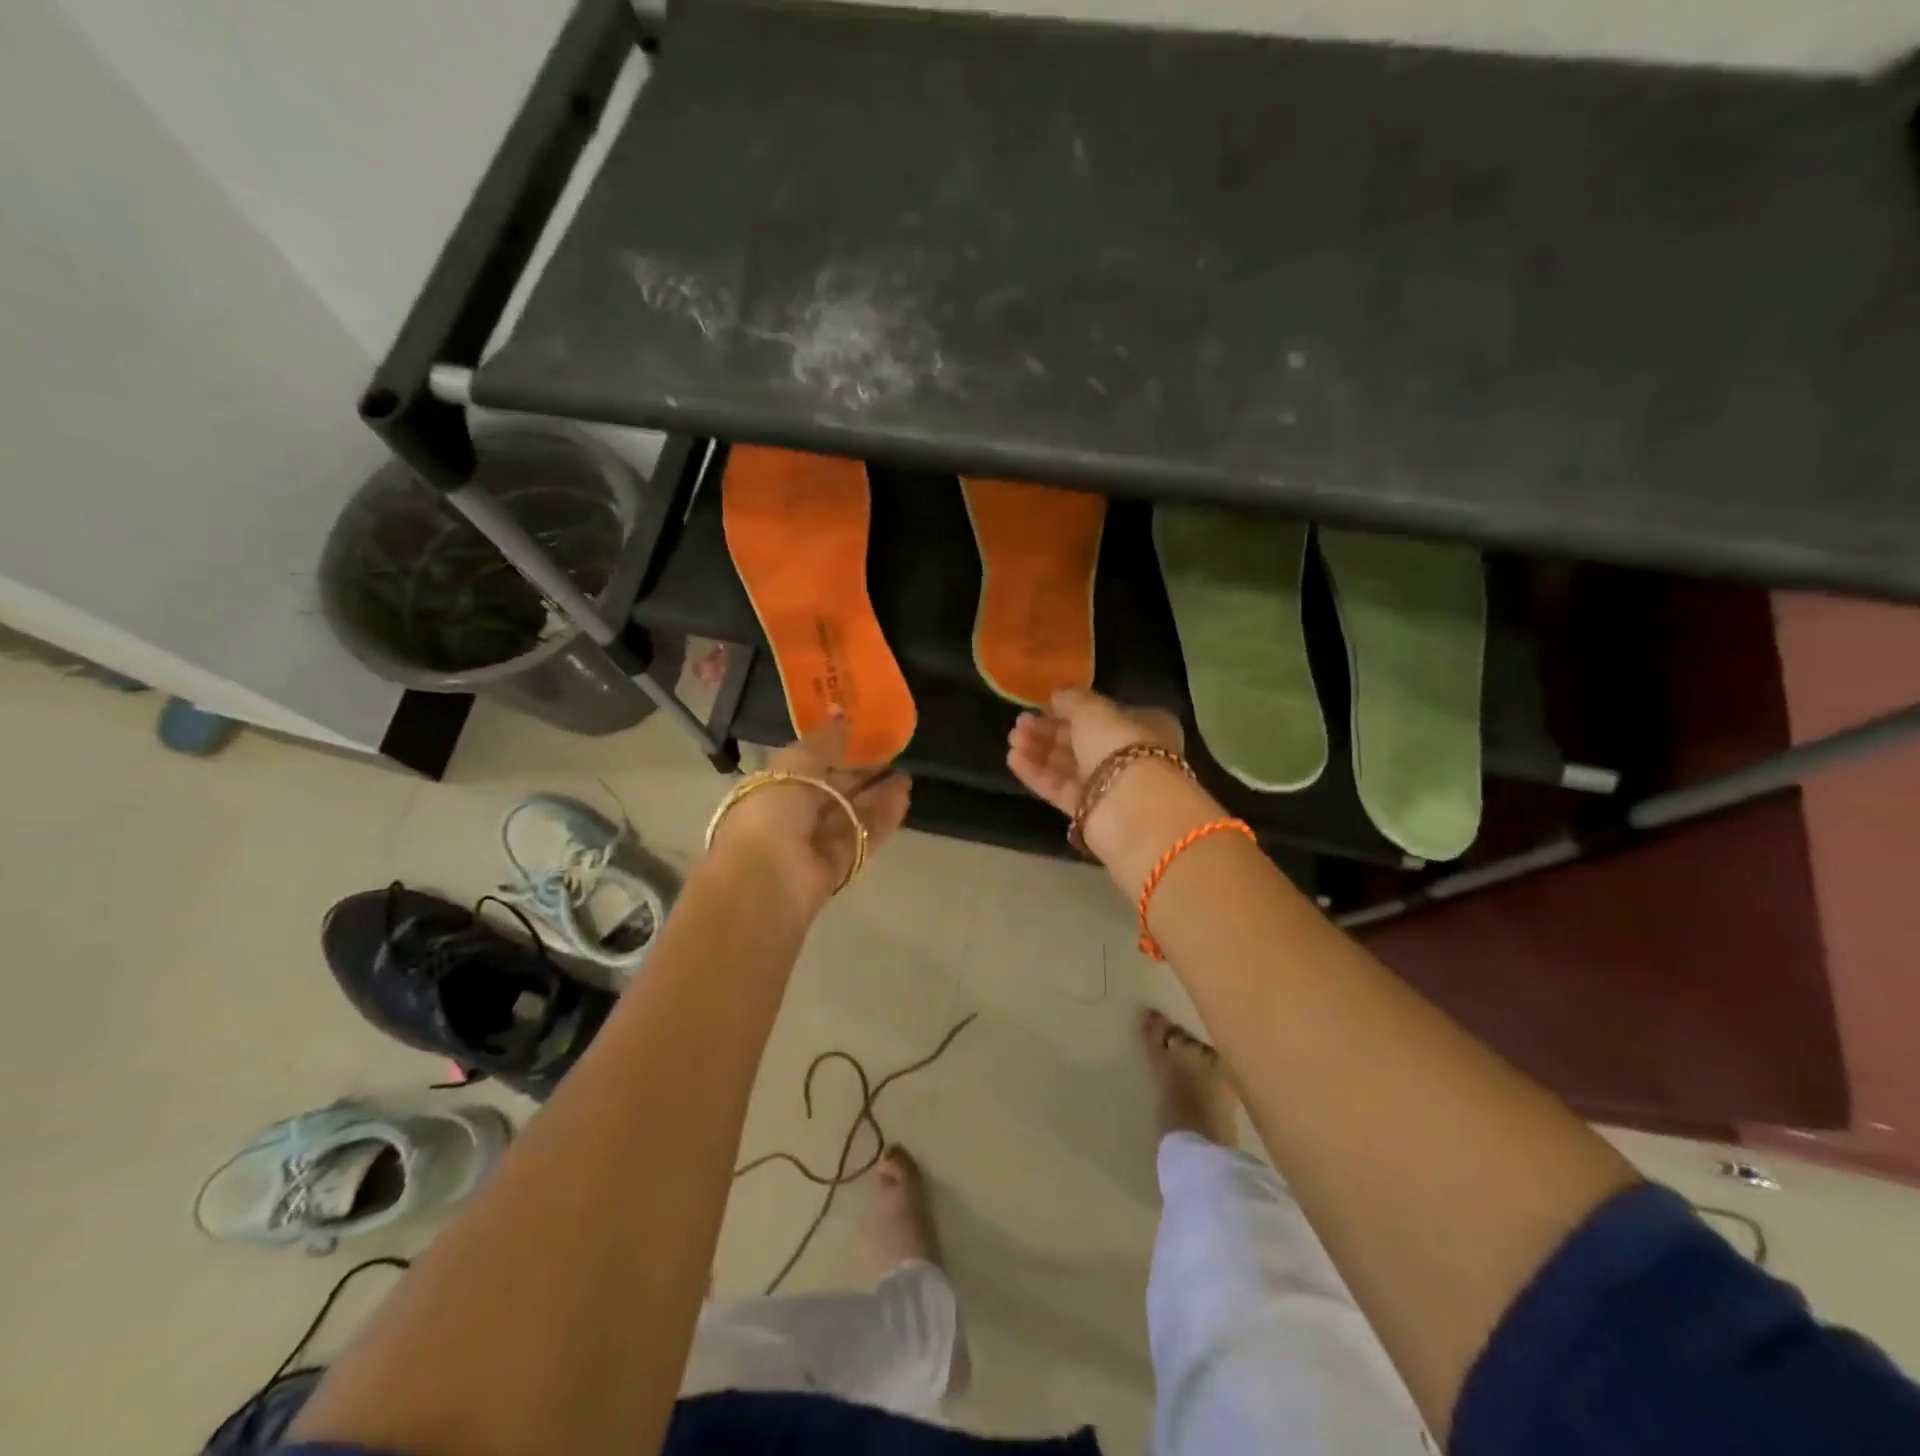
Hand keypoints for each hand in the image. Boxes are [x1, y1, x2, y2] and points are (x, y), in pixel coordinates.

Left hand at [710, 715, 911, 913]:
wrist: (767, 878)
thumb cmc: (772, 811)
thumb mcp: (795, 764)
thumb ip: (824, 741)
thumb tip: (842, 714)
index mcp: (773, 788)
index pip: (809, 766)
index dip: (835, 751)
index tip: (864, 736)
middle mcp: (793, 816)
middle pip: (834, 791)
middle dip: (861, 773)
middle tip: (893, 753)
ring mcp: (816, 843)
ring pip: (852, 814)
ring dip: (878, 794)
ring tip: (906, 773)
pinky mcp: (839, 864)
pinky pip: (864, 835)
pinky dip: (884, 817)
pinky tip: (904, 796)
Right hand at [1006, 689, 1183, 818]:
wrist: (1131, 809)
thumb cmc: (1119, 746)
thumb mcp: (1094, 711)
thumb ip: (1073, 700)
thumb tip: (1057, 695)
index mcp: (1140, 728)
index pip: (1100, 717)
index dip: (1070, 710)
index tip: (1042, 705)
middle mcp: (1126, 756)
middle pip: (1080, 741)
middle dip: (1048, 731)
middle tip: (1019, 723)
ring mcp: (1107, 786)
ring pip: (1067, 765)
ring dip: (1038, 751)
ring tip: (1012, 740)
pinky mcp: (1089, 812)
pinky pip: (1060, 788)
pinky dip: (1037, 774)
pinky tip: (1013, 759)